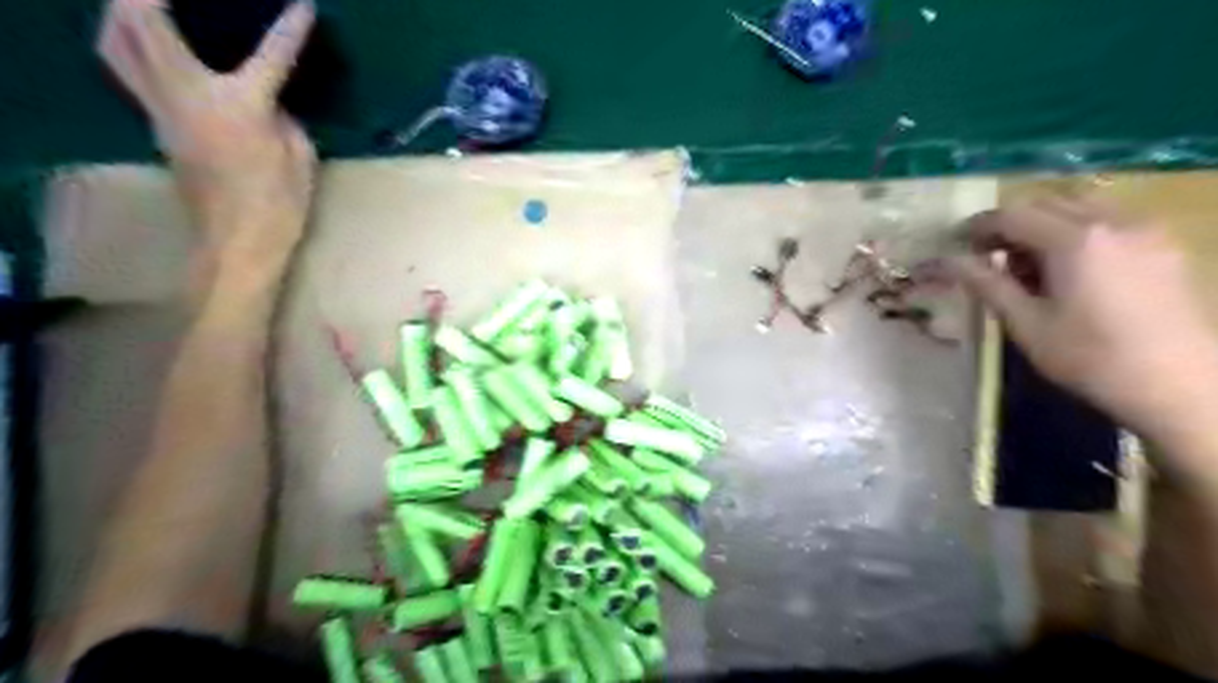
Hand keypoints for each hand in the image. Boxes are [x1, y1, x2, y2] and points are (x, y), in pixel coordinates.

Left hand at [96, 1, 314, 284]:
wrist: (236, 241)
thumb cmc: (279, 205)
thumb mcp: (300, 158)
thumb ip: (284, 119)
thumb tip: (271, 101)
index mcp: (240, 106)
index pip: (271, 55)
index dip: (291, 28)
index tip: (305, 5)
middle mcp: (188, 95)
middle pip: (142, 20)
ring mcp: (161, 109)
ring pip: (116, 41)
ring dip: (121, 12)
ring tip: (140, 4)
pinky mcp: (154, 125)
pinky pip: (125, 69)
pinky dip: (125, 43)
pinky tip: (143, 43)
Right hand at [952, 195, 1216, 463]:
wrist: (1183, 387)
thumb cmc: (1092, 358)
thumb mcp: (1026, 324)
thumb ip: (986, 283)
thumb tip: (946, 260)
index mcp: (1074, 240)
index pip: (1011, 215)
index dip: (976, 227)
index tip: (953, 245)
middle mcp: (1113, 221)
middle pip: (1045, 203)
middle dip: (1009, 224)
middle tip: (986, 255)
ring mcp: (1146, 229)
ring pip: (1080, 206)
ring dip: (1043, 224)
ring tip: (1028, 263)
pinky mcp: (1165, 245)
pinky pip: (1109, 219)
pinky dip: (1077, 230)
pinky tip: (1070, 268)